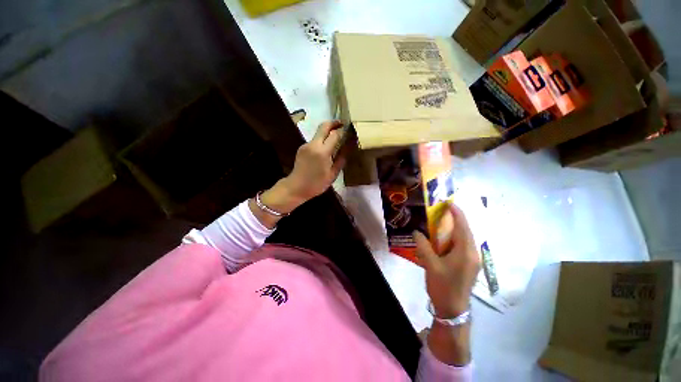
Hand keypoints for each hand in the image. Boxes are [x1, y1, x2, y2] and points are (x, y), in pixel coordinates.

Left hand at [281, 120, 346, 202]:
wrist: (296, 187)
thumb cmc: (317, 184)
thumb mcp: (333, 174)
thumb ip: (341, 158)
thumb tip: (349, 147)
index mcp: (323, 152)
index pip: (335, 134)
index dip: (343, 130)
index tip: (350, 129)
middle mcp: (313, 144)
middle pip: (324, 126)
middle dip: (334, 123)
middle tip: (343, 124)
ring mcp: (306, 145)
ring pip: (318, 132)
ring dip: (327, 132)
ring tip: (336, 138)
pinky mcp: (302, 147)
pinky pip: (314, 140)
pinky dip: (321, 140)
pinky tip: (326, 148)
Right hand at [413, 204, 480, 317]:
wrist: (453, 310)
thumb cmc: (442, 286)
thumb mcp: (430, 264)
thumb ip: (423, 245)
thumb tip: (416, 231)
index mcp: (466, 252)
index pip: (463, 227)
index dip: (456, 213)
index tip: (448, 202)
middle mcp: (473, 253)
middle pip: (466, 230)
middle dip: (456, 218)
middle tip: (442, 210)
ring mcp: (473, 260)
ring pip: (465, 238)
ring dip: (455, 228)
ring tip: (442, 220)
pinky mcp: (469, 264)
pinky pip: (463, 245)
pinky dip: (455, 237)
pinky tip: (444, 238)